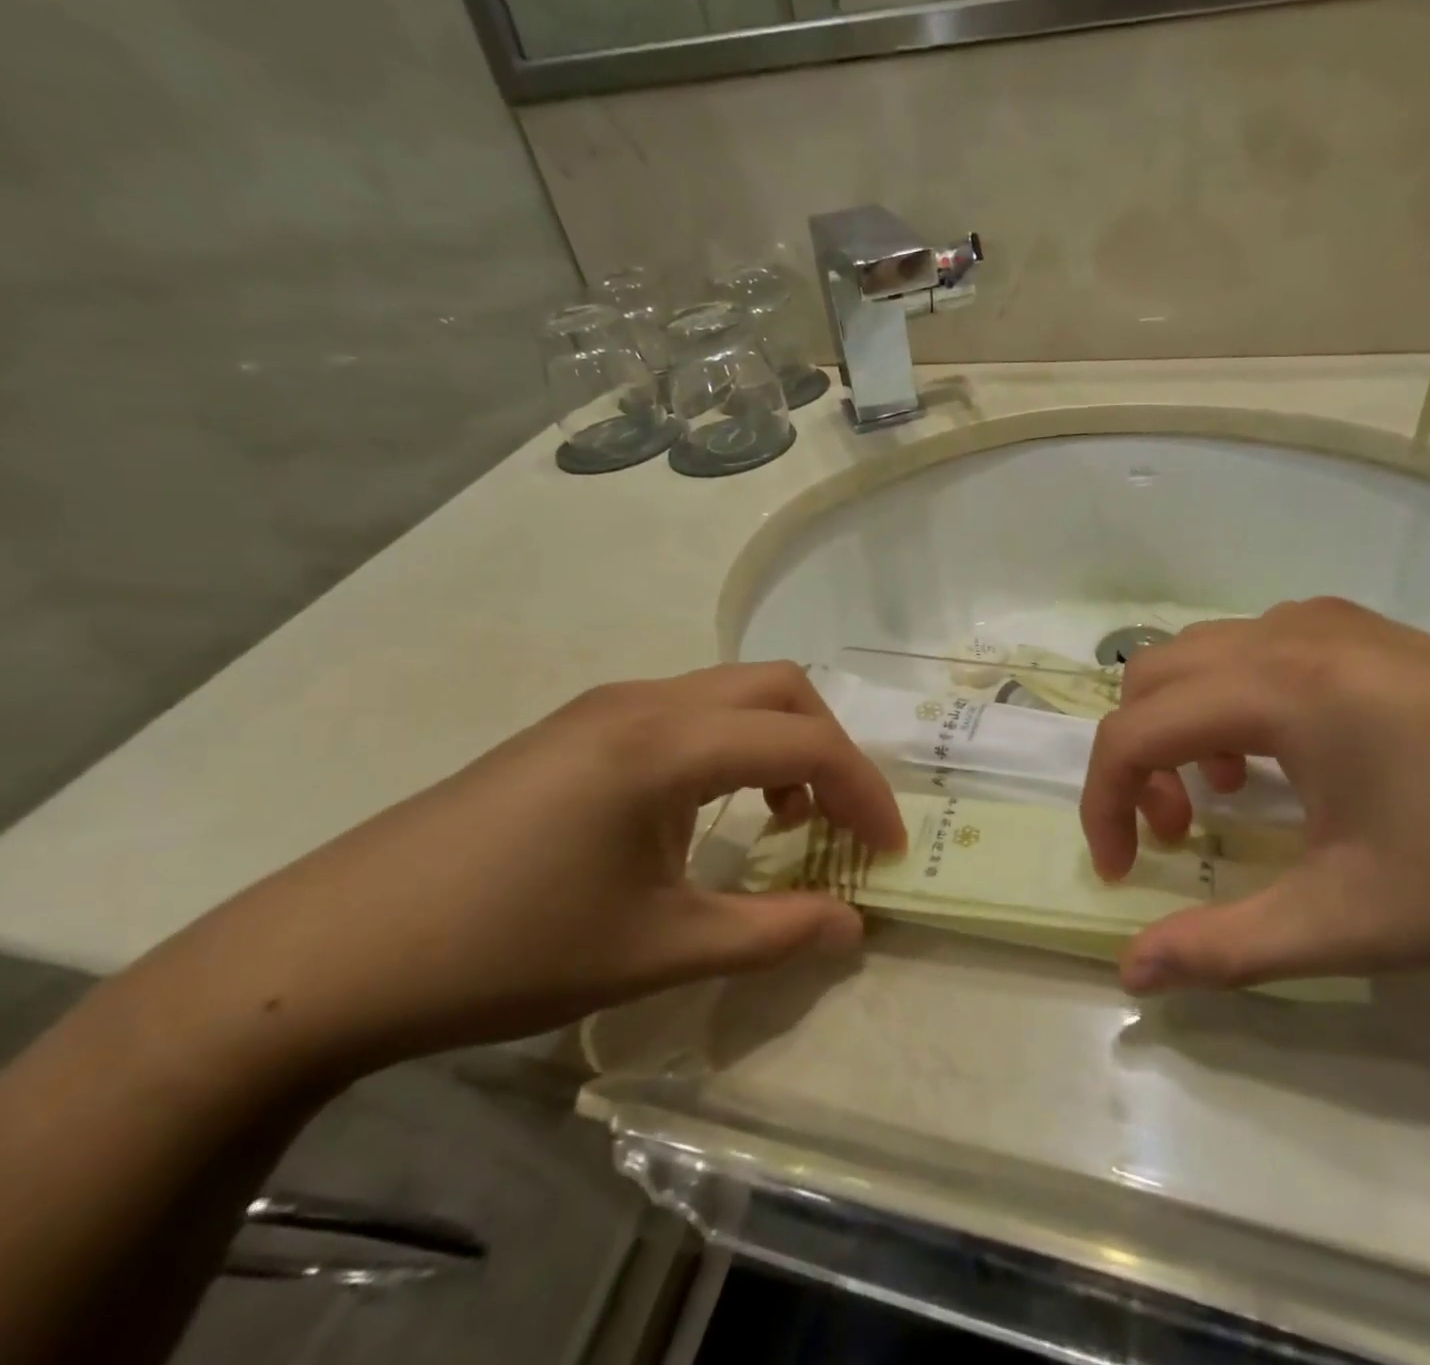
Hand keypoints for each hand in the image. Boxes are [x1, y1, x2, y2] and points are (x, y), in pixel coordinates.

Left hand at [143, 663, 905, 1077]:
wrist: (331, 952)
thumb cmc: (507, 950)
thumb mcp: (658, 951)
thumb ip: (774, 933)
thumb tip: (855, 925)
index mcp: (667, 743)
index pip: (806, 740)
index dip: (864, 791)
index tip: (889, 848)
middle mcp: (644, 701)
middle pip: (778, 686)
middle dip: (831, 746)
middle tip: (841, 818)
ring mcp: (605, 706)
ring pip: (732, 692)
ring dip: (779, 740)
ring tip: (783, 813)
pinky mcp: (577, 726)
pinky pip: (687, 711)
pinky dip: (731, 744)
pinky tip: (710, 807)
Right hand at [1079, 598, 1429, 993]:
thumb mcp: (1352, 920)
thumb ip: (1225, 947)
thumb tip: (1131, 972)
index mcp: (1278, 687)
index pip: (1133, 731)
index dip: (1103, 803)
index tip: (1124, 874)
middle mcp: (1289, 634)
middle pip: (1151, 676)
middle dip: (1136, 756)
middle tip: (1173, 833)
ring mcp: (1333, 624)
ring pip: (1200, 656)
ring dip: (1180, 725)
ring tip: (1224, 796)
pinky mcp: (1370, 633)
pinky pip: (1254, 649)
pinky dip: (1229, 701)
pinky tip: (1281, 758)